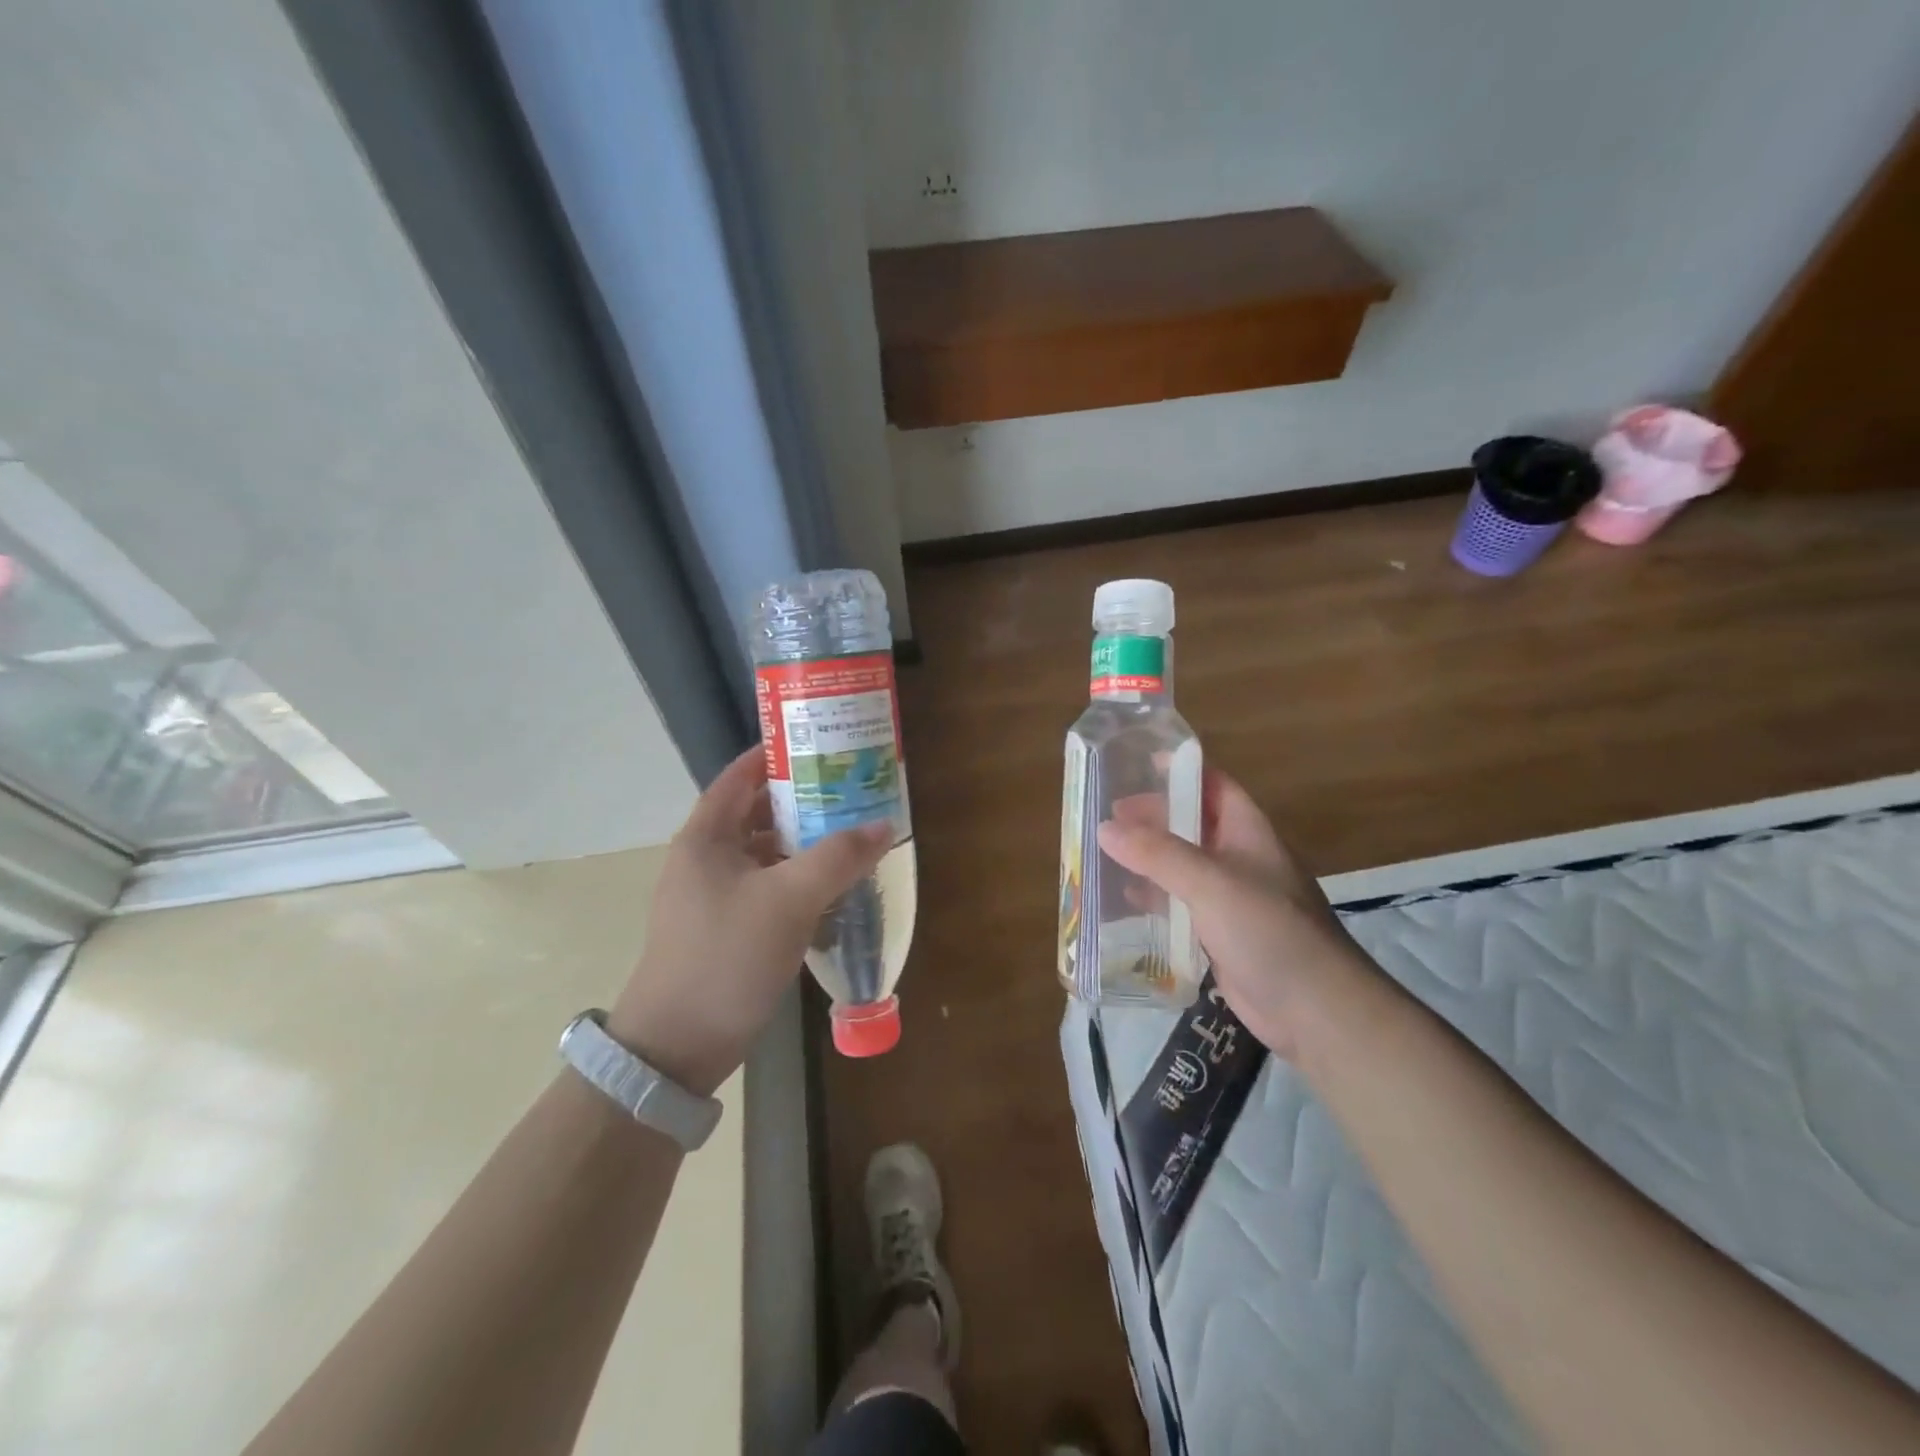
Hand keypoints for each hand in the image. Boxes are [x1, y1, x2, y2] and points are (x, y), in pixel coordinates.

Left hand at [608, 746, 891, 1096]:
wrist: (677, 1047)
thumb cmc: (726, 957)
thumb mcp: (789, 900)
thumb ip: (838, 858)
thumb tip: (884, 825)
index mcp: (705, 837)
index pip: (740, 776)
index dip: (777, 755)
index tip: (822, 743)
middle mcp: (705, 858)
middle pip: (757, 813)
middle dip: (803, 800)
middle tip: (851, 788)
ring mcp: (714, 896)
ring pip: (765, 853)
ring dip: (805, 843)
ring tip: (852, 833)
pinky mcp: (727, 928)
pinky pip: (768, 887)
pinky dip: (799, 879)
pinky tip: (834, 886)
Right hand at [1097, 769, 1376, 1060]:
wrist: (1316, 1010)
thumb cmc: (1270, 931)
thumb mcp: (1210, 883)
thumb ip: (1157, 854)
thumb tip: (1105, 829)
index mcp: (1247, 833)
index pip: (1213, 786)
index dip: (1179, 771)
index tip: (1135, 764)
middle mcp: (1239, 859)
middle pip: (1191, 825)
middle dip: (1152, 819)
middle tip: (1107, 818)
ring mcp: (1231, 900)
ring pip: (1182, 867)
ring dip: (1147, 860)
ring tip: (1103, 855)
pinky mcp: (1220, 936)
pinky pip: (1180, 907)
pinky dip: (1153, 900)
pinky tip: (1124, 903)